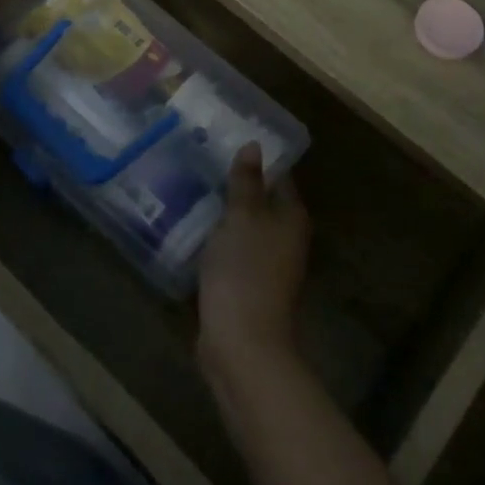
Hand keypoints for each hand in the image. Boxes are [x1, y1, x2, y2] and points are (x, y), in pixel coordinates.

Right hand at [198, 144, 309, 375]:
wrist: (242, 343)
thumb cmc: (245, 270)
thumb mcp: (242, 217)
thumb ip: (246, 182)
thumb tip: (255, 145)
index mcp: (292, 218)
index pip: (279, 178)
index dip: (257, 160)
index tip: (228, 141)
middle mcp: (286, 239)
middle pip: (262, 204)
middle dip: (237, 186)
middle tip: (202, 161)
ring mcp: (268, 266)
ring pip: (245, 229)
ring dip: (224, 214)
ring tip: (192, 189)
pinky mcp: (246, 287)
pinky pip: (232, 253)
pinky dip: (217, 241)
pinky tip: (192, 230)